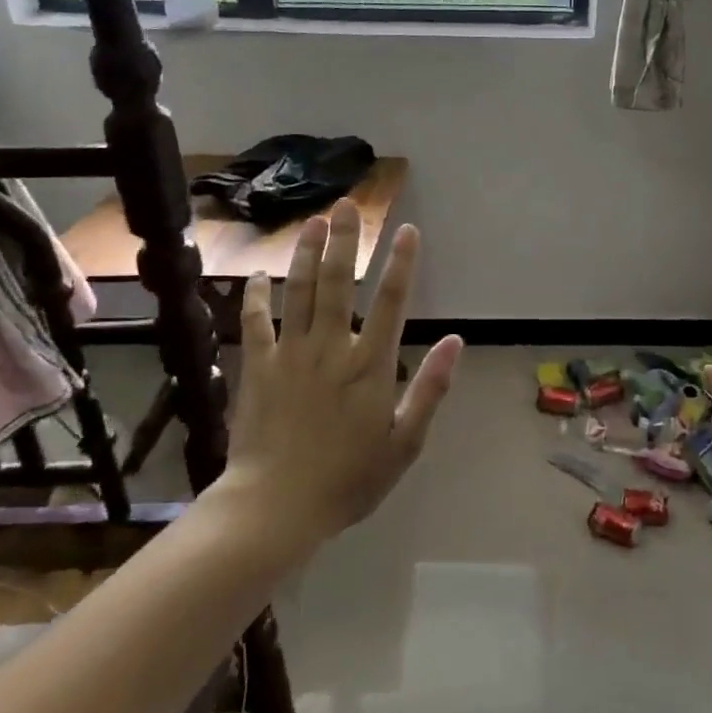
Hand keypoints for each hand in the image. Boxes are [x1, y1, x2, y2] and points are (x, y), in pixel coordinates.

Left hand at [214, 198, 463, 545]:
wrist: (275, 507)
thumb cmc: (348, 479)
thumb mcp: (404, 443)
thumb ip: (430, 388)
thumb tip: (456, 341)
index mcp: (370, 365)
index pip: (392, 302)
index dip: (401, 263)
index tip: (407, 231)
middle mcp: (331, 348)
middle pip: (340, 283)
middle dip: (346, 241)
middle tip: (347, 206)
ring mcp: (290, 354)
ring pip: (301, 292)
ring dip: (308, 254)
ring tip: (313, 222)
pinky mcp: (258, 368)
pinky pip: (255, 323)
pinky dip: (256, 297)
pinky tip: (257, 275)